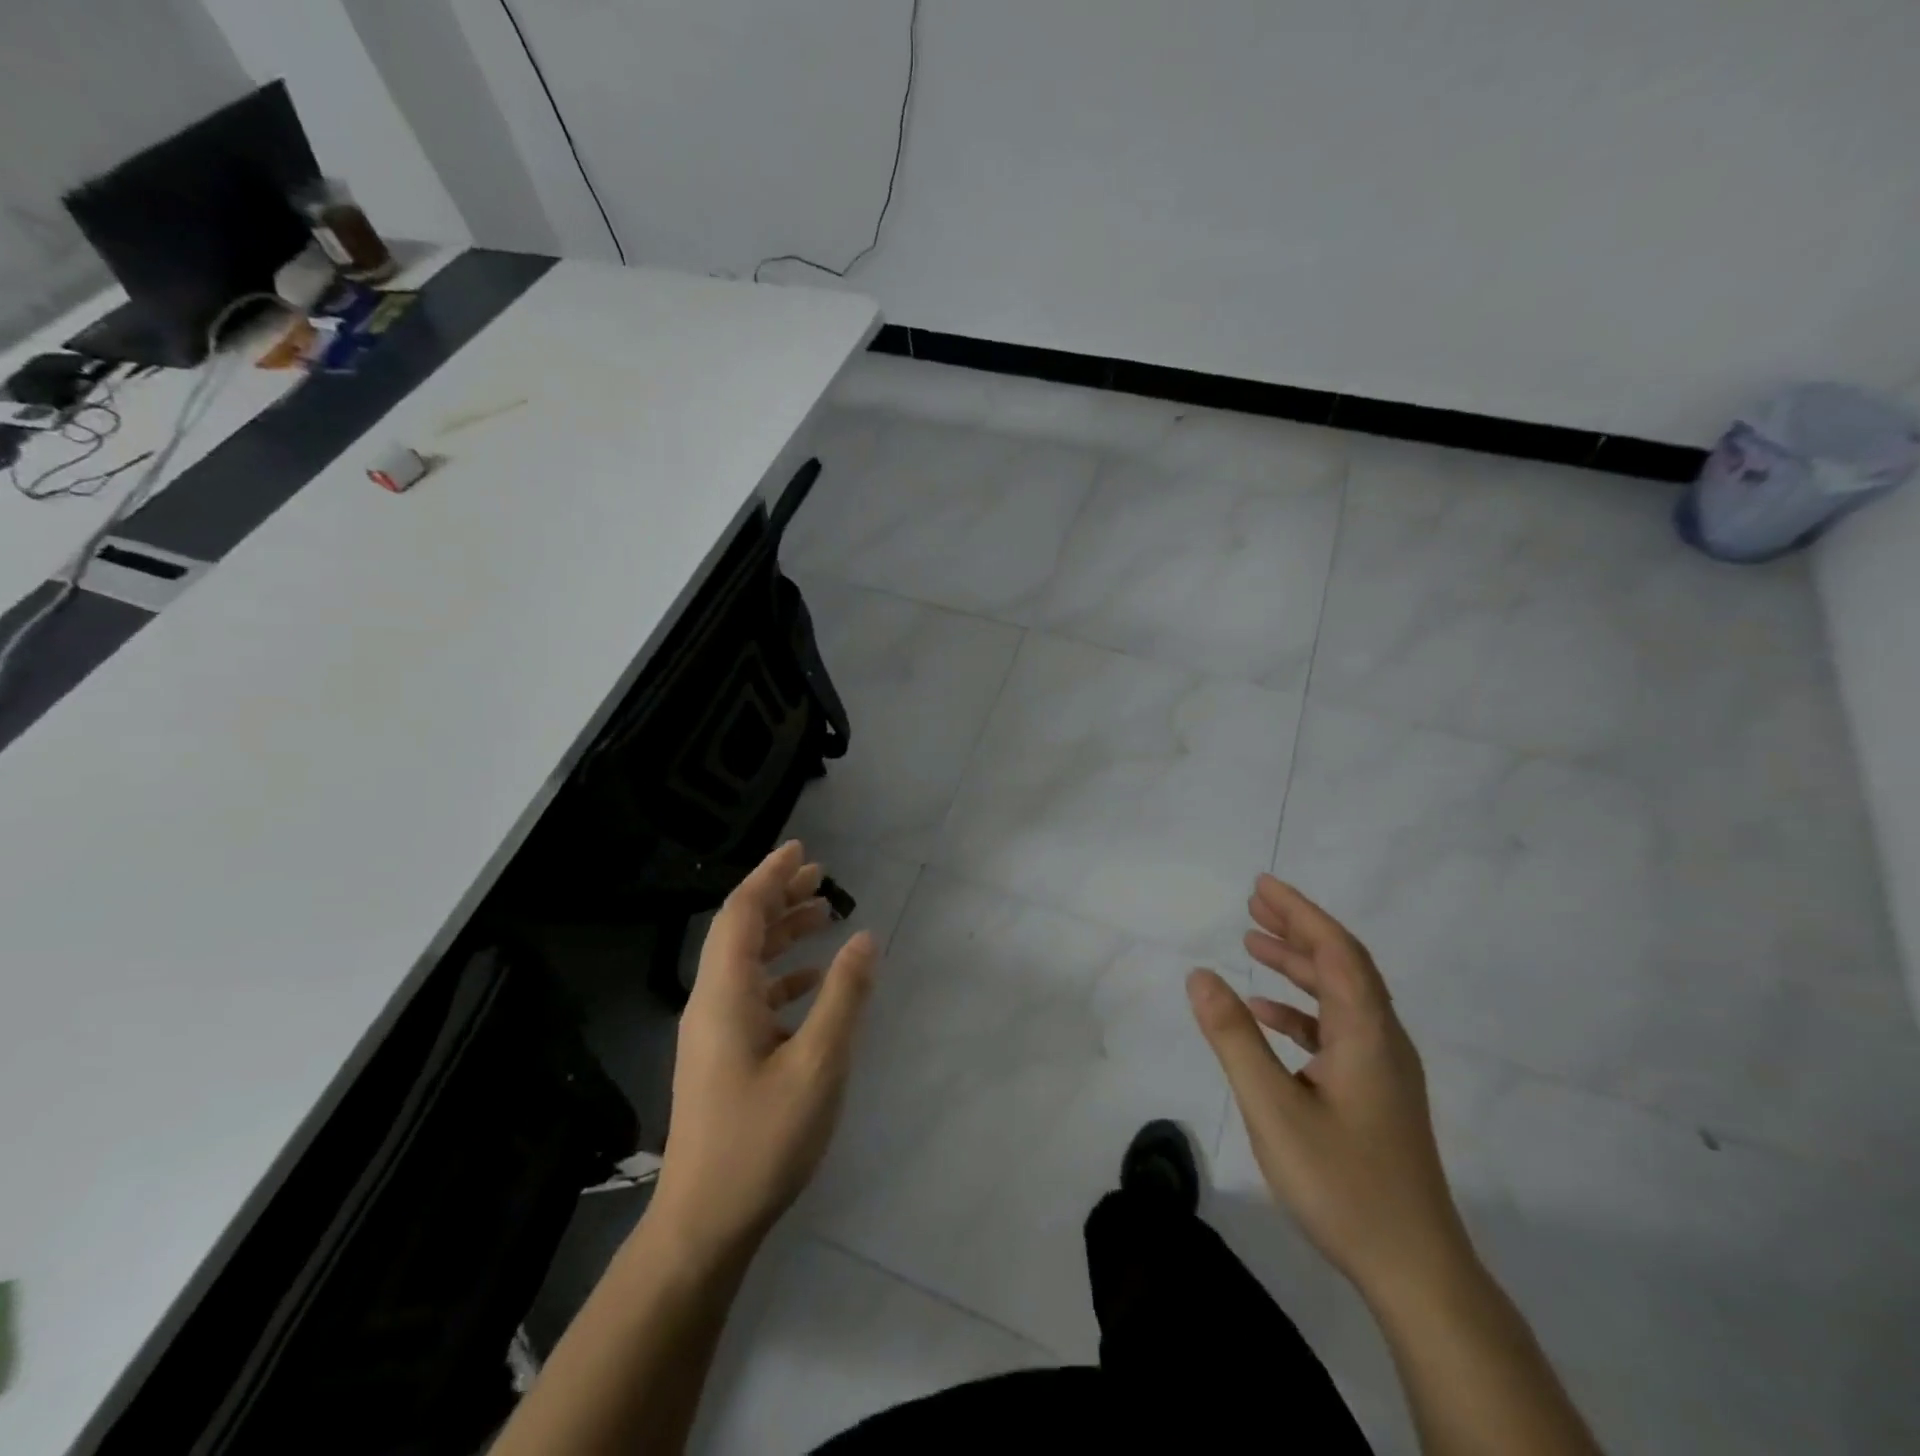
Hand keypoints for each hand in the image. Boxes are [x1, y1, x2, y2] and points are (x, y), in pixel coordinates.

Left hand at [652, 841, 877, 1258]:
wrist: (704, 1223)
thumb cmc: (762, 1140)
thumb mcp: (818, 1065)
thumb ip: (843, 997)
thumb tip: (865, 938)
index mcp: (724, 995)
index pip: (742, 913)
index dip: (771, 876)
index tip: (802, 850)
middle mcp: (711, 1003)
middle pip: (742, 931)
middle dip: (779, 897)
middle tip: (820, 876)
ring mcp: (713, 1032)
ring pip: (746, 962)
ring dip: (782, 933)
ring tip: (823, 915)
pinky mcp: (721, 1056)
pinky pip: (751, 995)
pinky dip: (781, 975)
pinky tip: (811, 980)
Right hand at [1187, 875, 1470, 1302]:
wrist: (1415, 1271)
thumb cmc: (1342, 1183)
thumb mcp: (1273, 1107)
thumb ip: (1234, 1037)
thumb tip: (1200, 975)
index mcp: (1367, 1034)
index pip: (1336, 951)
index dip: (1300, 912)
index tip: (1262, 885)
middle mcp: (1383, 1040)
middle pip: (1342, 965)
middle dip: (1298, 928)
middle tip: (1253, 903)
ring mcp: (1383, 1069)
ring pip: (1341, 996)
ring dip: (1299, 965)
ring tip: (1254, 942)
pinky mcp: (1376, 1094)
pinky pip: (1338, 1030)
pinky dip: (1302, 1009)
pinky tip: (1268, 1014)